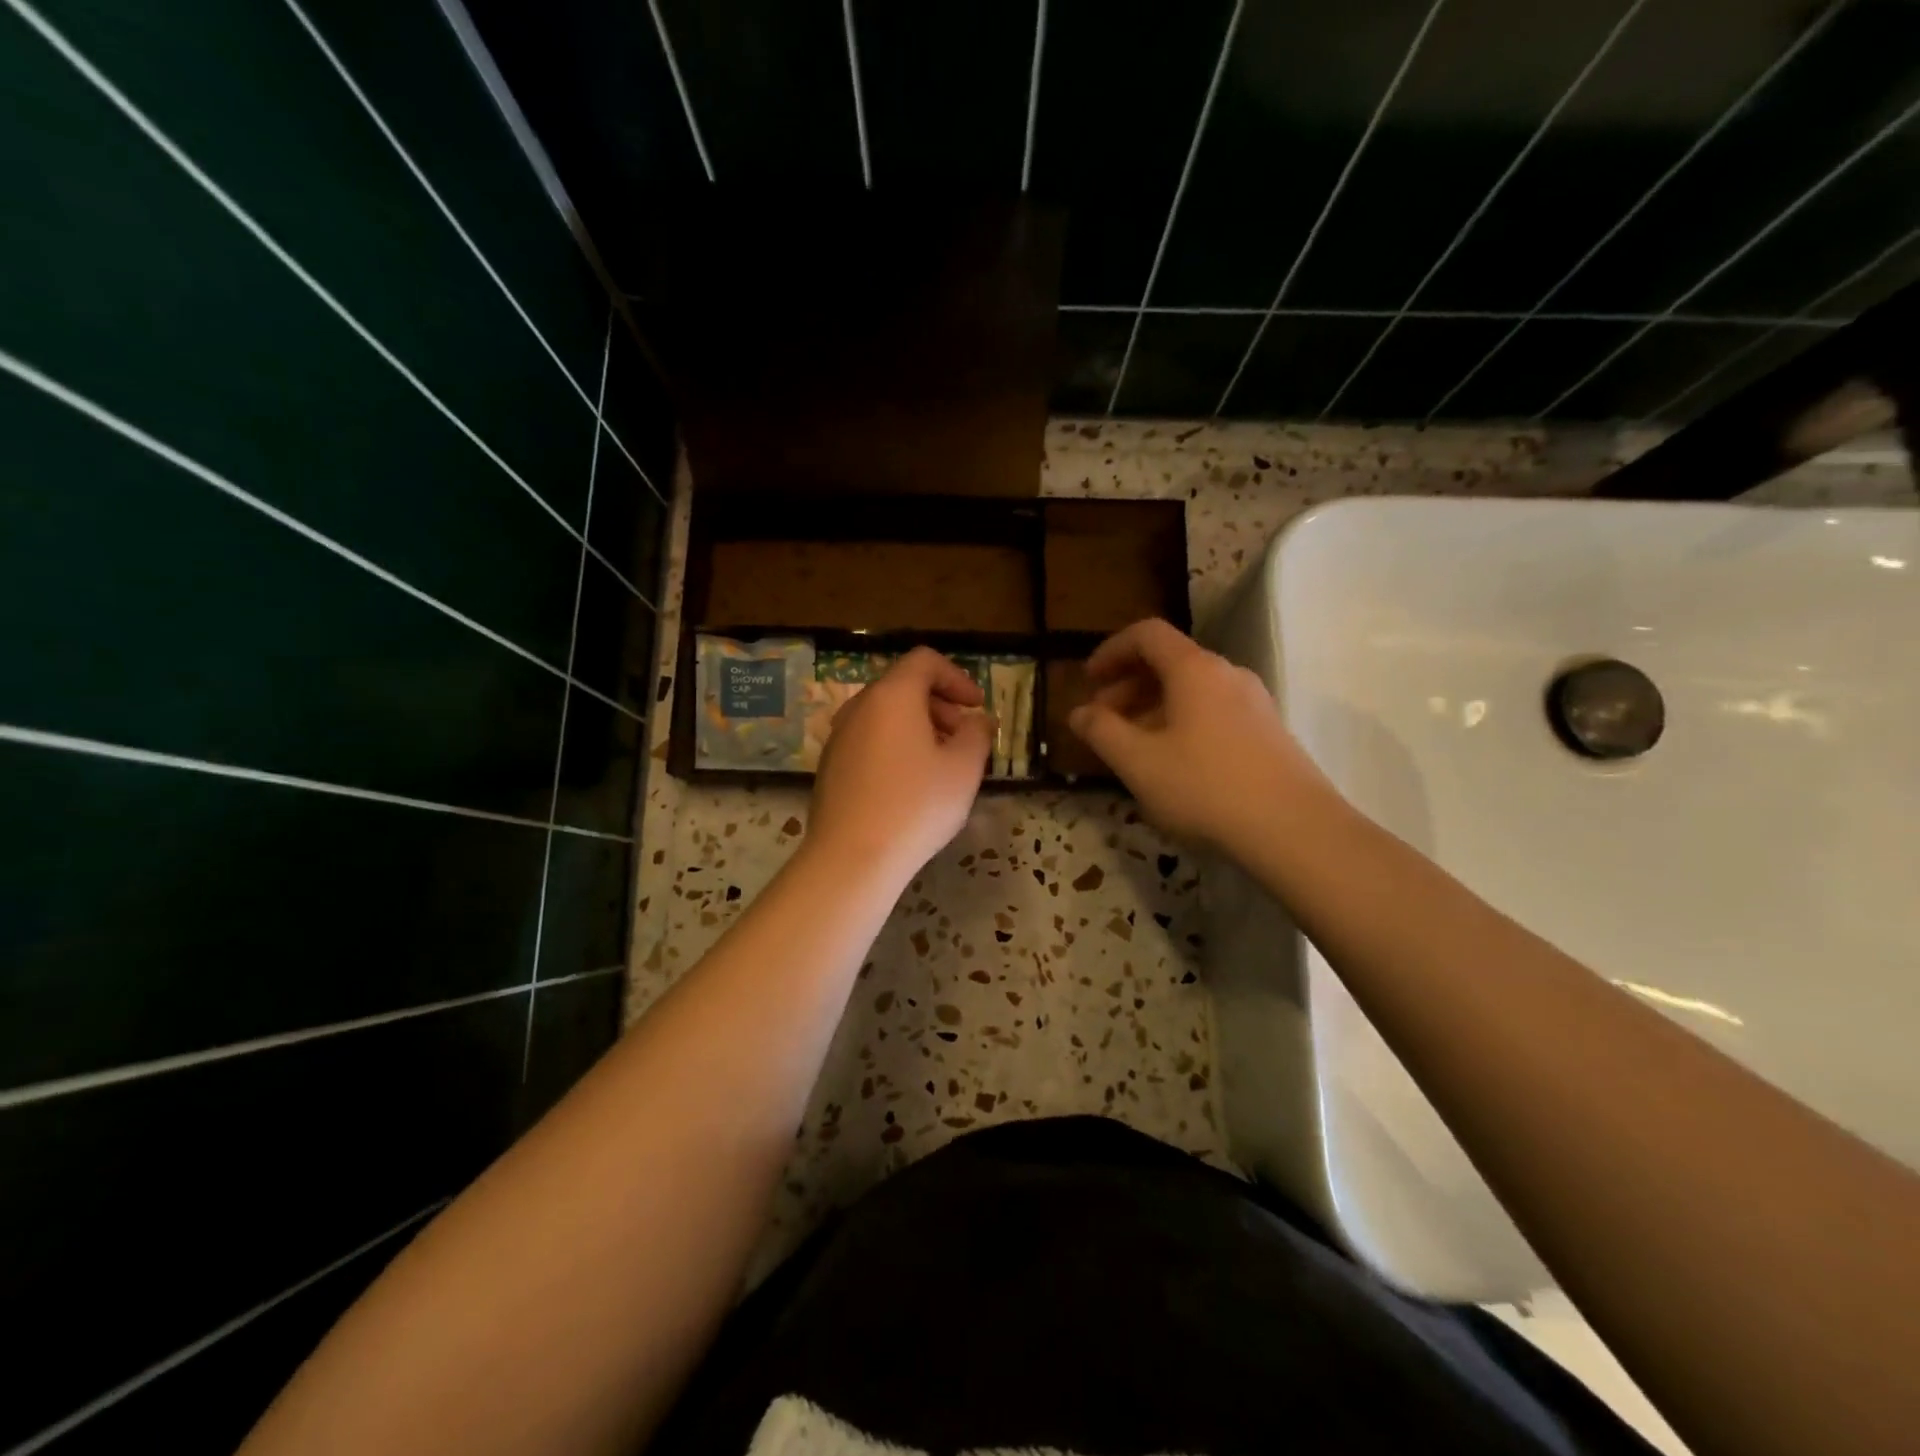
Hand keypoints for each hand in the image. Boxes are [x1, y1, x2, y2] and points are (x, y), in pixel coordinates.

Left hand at [805, 647, 992, 885]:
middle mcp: (859, 707)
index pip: (924, 661)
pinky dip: (895, 746)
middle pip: (903, 686)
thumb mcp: (964, 768)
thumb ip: (977, 734)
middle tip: (963, 736)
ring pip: (885, 715)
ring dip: (918, 727)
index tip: (976, 707)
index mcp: (892, 696)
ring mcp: (839, 737)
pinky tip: (910, 785)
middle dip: (940, 704)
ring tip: (941, 763)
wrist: (851, 858)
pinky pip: (869, 740)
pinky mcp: (830, 766)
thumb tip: (977, 721)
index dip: (956, 677)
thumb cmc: (916, 805)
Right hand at [1068, 619, 1327, 853]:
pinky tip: (1173, 765)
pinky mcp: (1268, 733)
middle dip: (1127, 686)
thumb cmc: (1205, 788)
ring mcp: (1254, 703)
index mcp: (1194, 669)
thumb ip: (1101, 732)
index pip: (1147, 634)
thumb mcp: (1138, 762)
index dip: (1110, 650)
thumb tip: (1078, 713)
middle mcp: (1227, 675)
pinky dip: (1181, 724)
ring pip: (1192, 691)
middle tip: (1102, 721)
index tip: (1088, 679)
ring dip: (1153, 708)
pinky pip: (1213, 713)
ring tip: (1133, 747)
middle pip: (1169, 662)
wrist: (1295, 830)